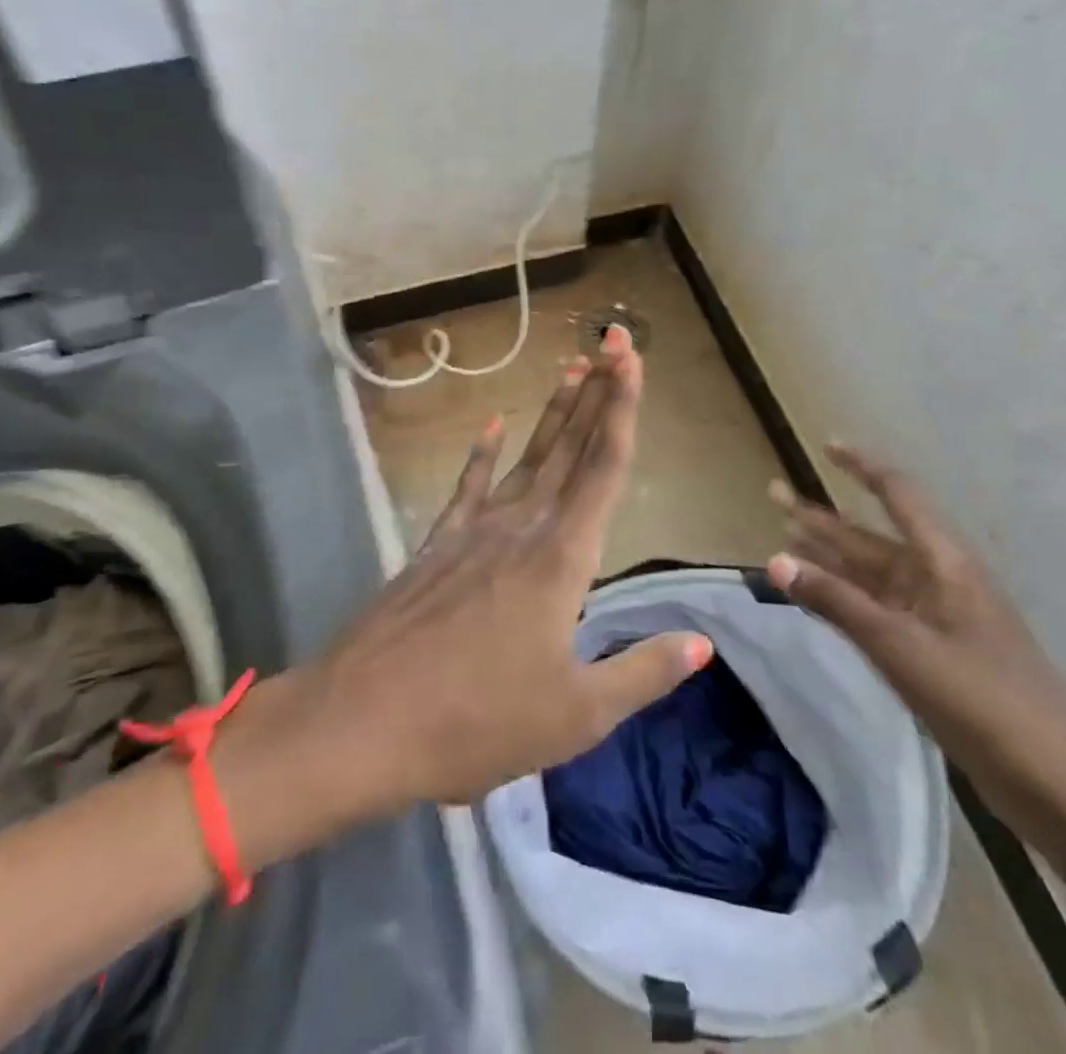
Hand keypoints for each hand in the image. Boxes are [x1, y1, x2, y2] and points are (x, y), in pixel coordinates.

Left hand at [221, 327, 711, 862]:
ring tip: (571, 369)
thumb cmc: (477, 722)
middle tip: (613, 343)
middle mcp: (521, 528)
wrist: (363, 721)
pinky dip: (483, 453)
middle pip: (569, 449)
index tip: (630, 358)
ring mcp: (473, 530)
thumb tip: (702, 644)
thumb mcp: (576, 715)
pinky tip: (494, 425)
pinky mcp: (438, 543)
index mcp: (561, 560)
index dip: (622, 408)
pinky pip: (468, 485)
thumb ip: (642, 672)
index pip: (603, 468)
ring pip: (526, 458)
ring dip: (553, 414)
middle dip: (596, 393)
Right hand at [769, 444, 1065, 896]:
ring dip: (829, 555)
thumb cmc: (984, 703)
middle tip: (775, 494)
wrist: (1061, 789)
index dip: (863, 467)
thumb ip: (836, 602)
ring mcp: (937, 618)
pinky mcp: (934, 653)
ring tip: (785, 534)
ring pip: (871, 574)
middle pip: (872, 536)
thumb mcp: (901, 648)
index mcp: (944, 564)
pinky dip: (844, 597)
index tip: (828, 445)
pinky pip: (878, 609)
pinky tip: (818, 594)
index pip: (898, 496)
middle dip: (824, 516)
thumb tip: (774, 561)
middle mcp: (938, 580)